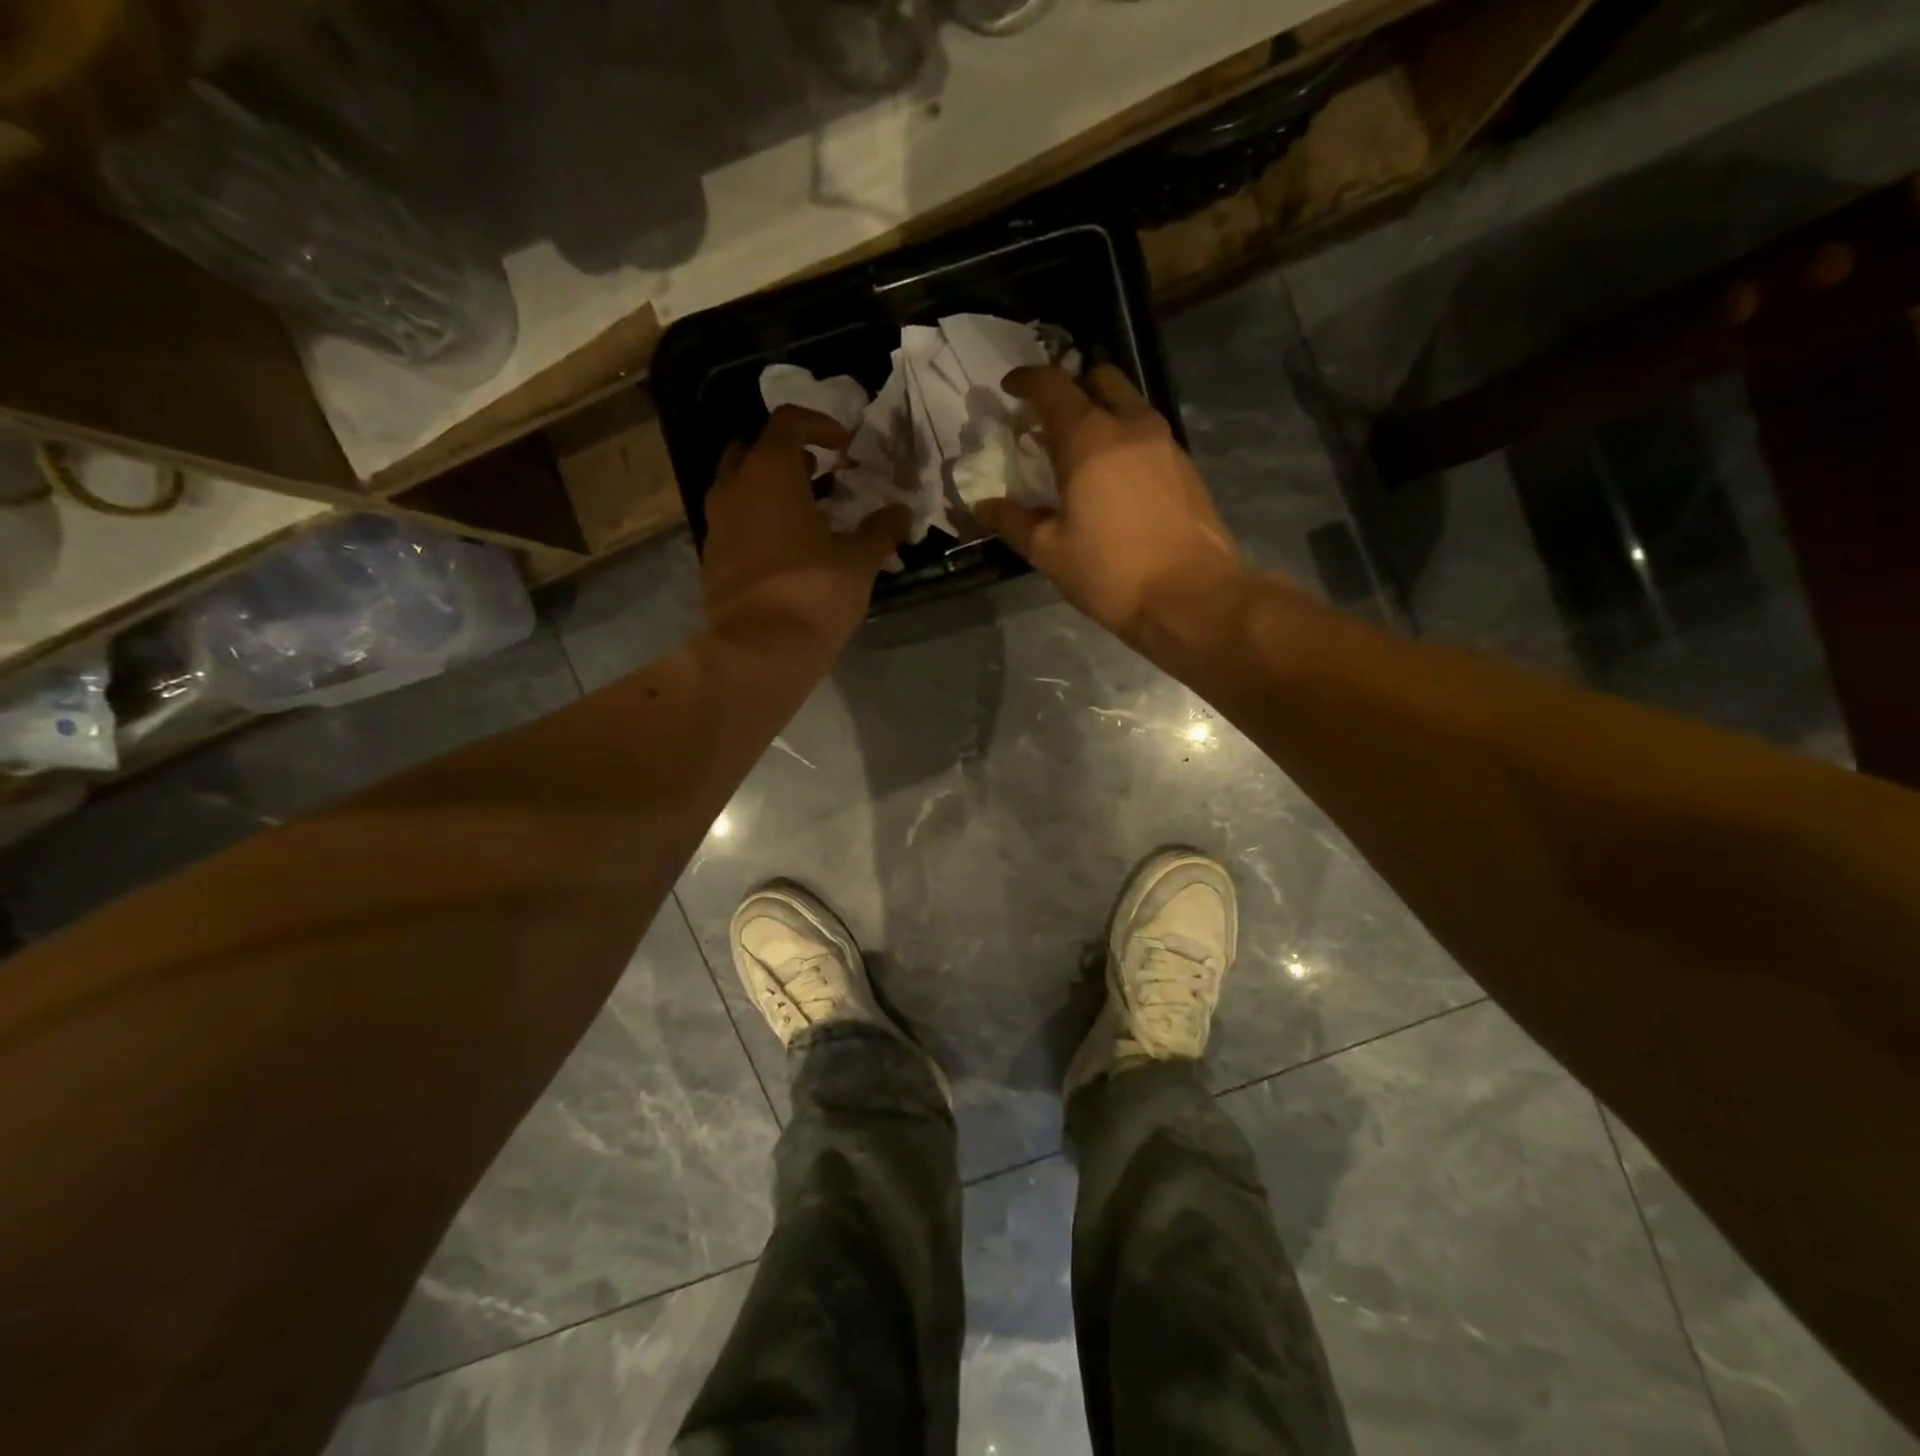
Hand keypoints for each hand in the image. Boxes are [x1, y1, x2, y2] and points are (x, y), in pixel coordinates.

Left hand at [702, 406, 909, 656]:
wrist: (760, 650)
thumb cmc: (814, 592)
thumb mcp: (860, 561)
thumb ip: (881, 530)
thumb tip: (901, 512)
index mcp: (770, 472)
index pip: (789, 422)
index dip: (820, 425)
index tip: (845, 448)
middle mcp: (734, 488)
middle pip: (753, 449)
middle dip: (786, 455)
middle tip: (818, 476)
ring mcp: (716, 524)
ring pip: (738, 487)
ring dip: (769, 490)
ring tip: (805, 515)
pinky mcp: (711, 558)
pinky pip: (733, 523)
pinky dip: (756, 523)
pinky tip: (785, 551)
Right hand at [976, 366, 1244, 645]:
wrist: (1191, 596)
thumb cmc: (1111, 572)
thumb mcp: (1049, 552)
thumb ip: (1013, 521)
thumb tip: (983, 505)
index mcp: (1089, 439)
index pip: (1052, 385)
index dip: (1026, 380)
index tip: (1009, 390)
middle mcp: (1130, 426)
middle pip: (1099, 379)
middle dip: (1070, 388)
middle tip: (1049, 422)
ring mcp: (1164, 443)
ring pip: (1128, 404)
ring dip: (1101, 413)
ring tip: (1079, 453)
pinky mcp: (1185, 466)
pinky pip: (1147, 434)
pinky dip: (1124, 439)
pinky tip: (1112, 479)